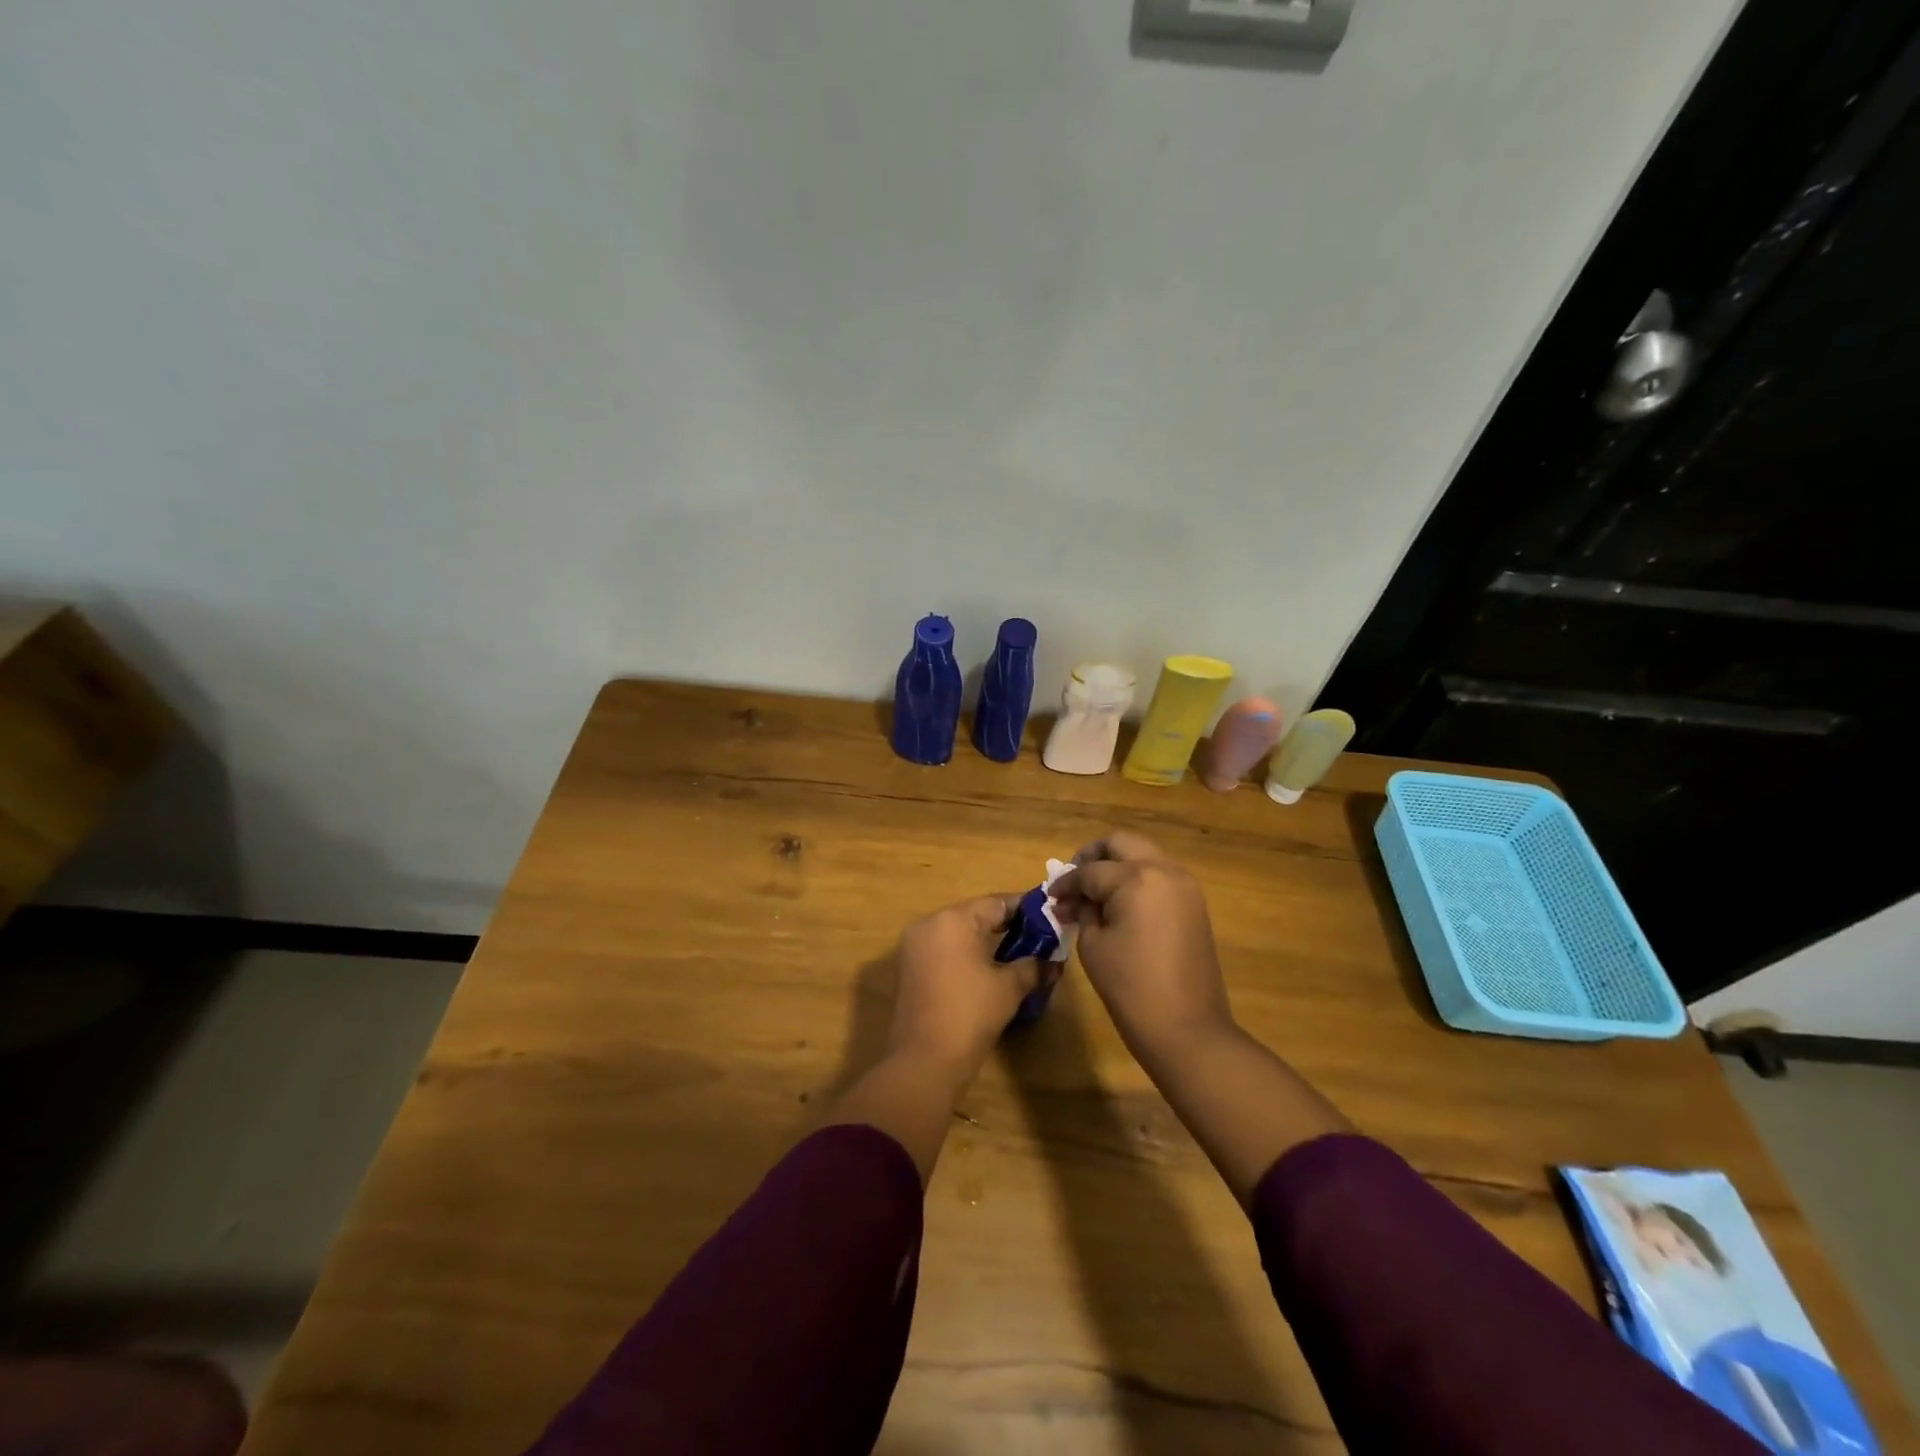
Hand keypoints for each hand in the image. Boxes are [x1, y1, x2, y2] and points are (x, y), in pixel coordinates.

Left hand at [888, 895, 1047, 1080]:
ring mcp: (914, 946)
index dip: (1025, 909)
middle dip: (1006, 925)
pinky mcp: (909, 968)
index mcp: (953, 919)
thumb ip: (1034, 966)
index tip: (1049, 916)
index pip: (997, 903)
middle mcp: (930, 923)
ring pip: (958, 933)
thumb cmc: (971, 1013)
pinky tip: (987, 970)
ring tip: (1016, 954)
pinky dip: (965, 954)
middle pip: (975, 915)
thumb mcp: (1010, 987)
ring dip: (984, 941)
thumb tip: (1054, 962)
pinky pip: (944, 950)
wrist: (925, 1060)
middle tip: (1037, 937)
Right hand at [1050, 832, 1232, 1060]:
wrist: (1188, 1029)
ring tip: (1095, 895)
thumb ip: (1084, 911)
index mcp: (1136, 878)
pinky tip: (1119, 905)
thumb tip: (1076, 900)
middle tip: (1075, 881)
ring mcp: (1184, 885)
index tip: (1050, 896)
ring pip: (1144, 855)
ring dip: (1117, 866)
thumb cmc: (1131, 988)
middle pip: (1122, 843)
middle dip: (1093, 856)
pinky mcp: (1194, 904)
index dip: (1066, 883)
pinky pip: (1160, 876)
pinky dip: (1137, 880)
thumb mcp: (1093, 945)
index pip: (1090, 871)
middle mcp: (1164, 870)